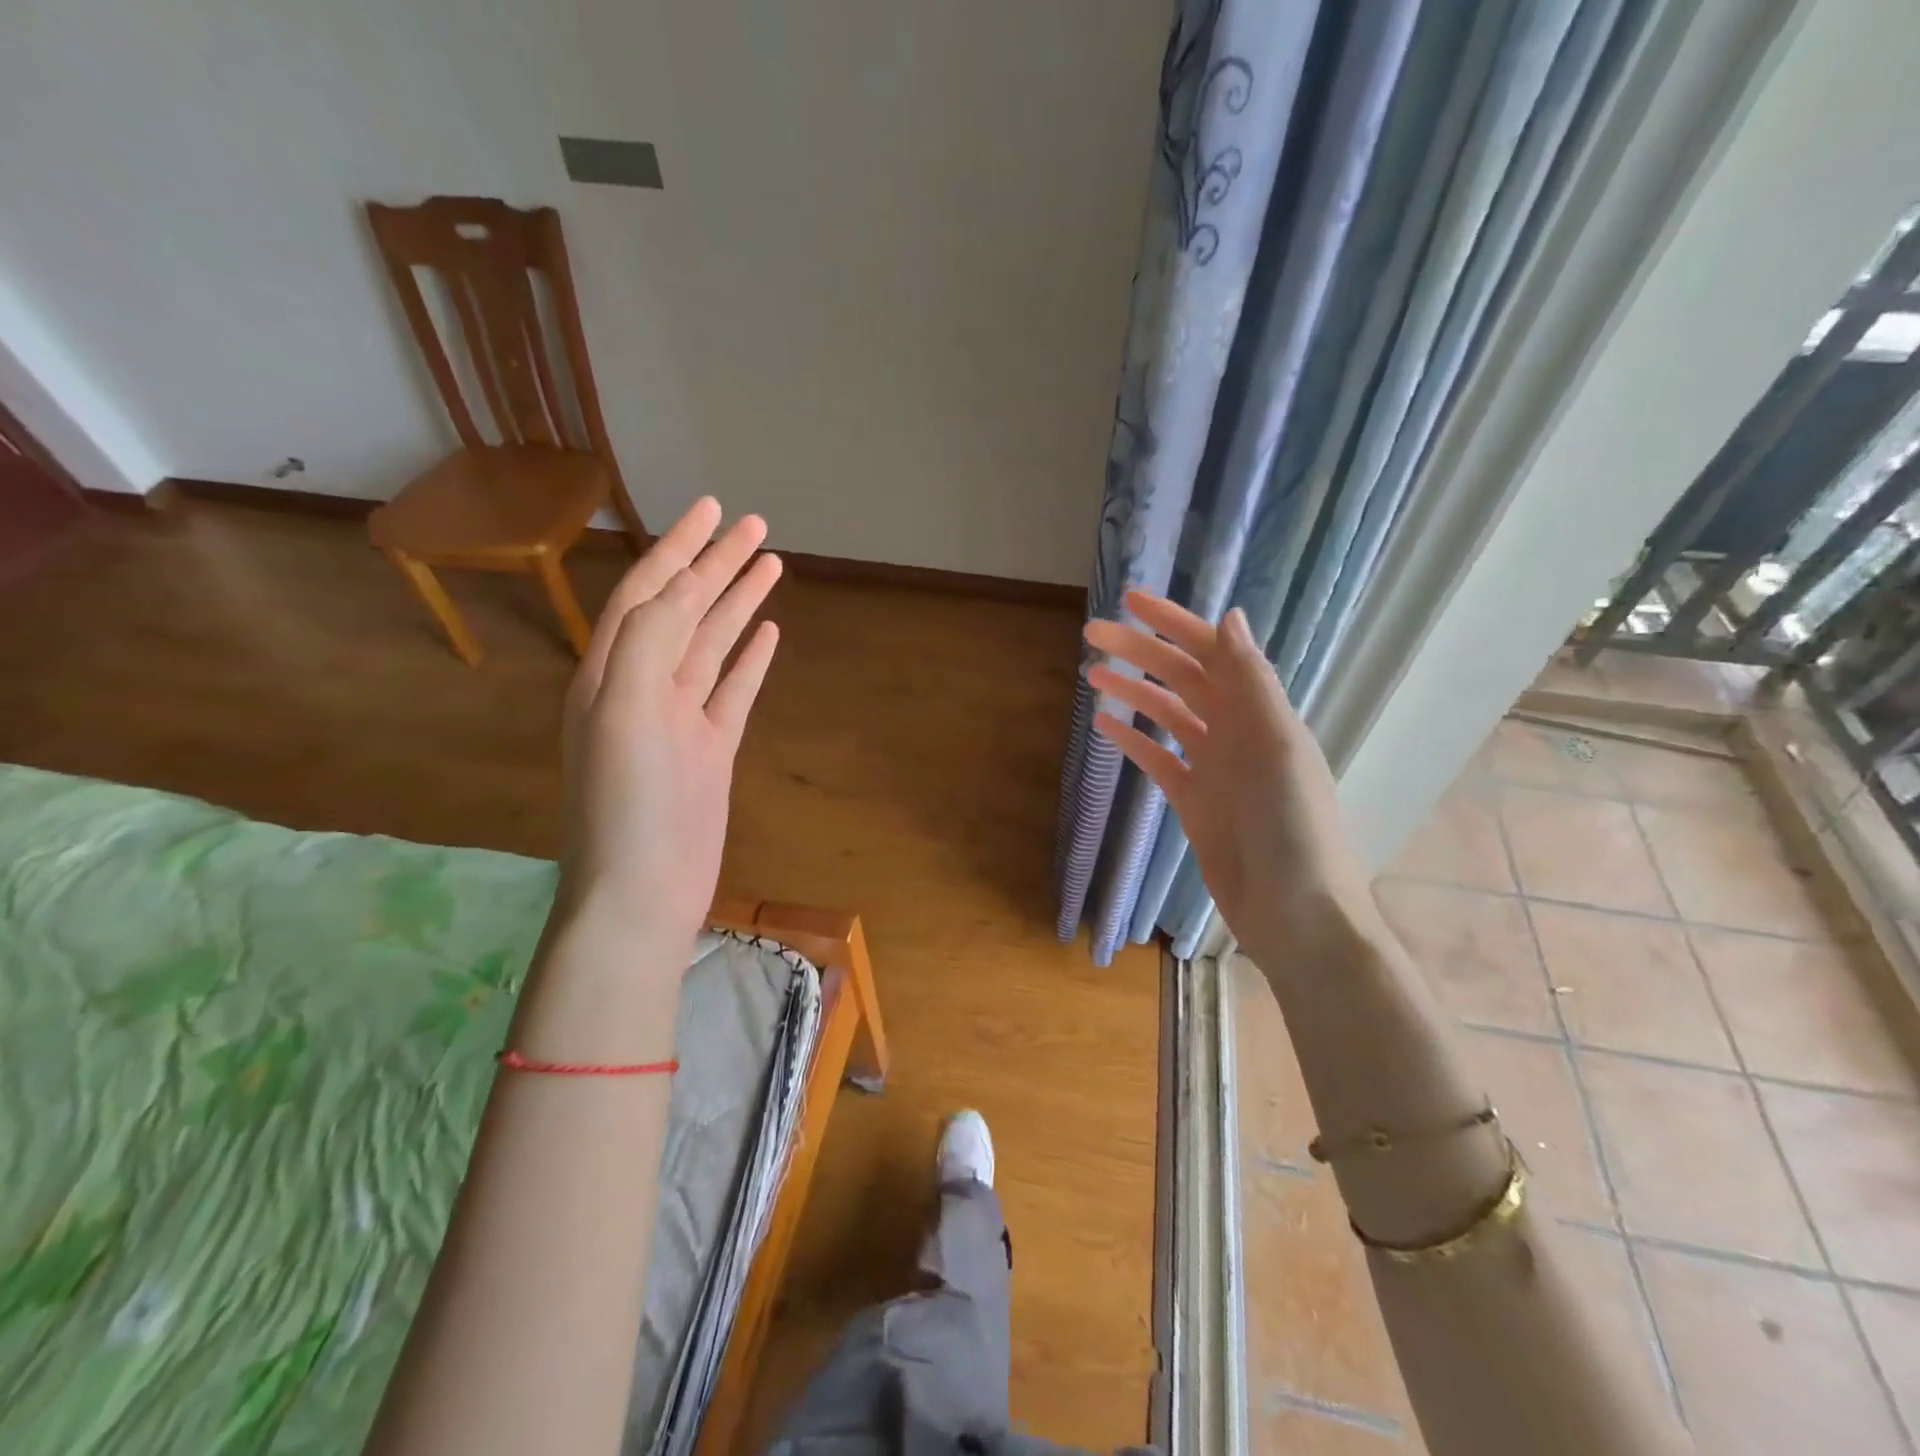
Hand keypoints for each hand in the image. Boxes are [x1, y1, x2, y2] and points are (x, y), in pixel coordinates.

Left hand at [559, 497, 781, 957]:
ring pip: (713, 644)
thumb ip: (648, 641)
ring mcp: (681, 718)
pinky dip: (750, 659)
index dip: (678, 546)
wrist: (642, 890)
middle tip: (754, 525)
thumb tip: (682, 589)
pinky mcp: (710, 749)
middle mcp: (643, 685)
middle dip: (716, 564)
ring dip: (738, 603)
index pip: (647, 590)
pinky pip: (732, 690)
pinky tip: (768, 634)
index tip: (711, 508)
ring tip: (770, 564)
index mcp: (610, 670)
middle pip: (685, 609)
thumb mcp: (624, 708)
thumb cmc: (625, 803)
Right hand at [1085, 591, 1373, 965]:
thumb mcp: (1278, 747)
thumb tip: (1228, 616)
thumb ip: (1251, 683)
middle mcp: (1237, 731)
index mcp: (1261, 712)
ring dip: (1133, 690)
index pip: (1212, 652)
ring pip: (1166, 714)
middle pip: (1182, 678)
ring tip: (1091, 672)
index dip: (1174, 623)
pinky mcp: (1193, 800)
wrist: (1296, 913)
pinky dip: (1132, 739)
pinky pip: (1158, 759)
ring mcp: (1214, 767)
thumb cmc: (1294, 827)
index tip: (1130, 601)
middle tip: (1091, 633)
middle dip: (1140, 652)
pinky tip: (1104, 725)